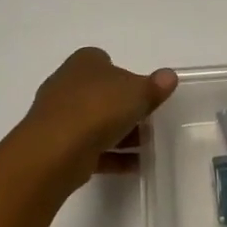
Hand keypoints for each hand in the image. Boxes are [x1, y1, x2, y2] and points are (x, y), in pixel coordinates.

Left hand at [20, 47, 178, 182]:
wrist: (56, 149)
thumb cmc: (99, 108)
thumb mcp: (138, 93)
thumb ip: (155, 86)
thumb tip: (169, 76)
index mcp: (84, 63)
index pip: (104, 61)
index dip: (125, 74)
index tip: (142, 91)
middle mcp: (67, 85)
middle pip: (101, 94)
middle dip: (124, 107)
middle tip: (148, 120)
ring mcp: (60, 116)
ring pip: (96, 123)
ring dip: (120, 134)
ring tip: (146, 146)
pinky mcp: (58, 146)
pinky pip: (91, 148)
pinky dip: (112, 156)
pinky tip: (134, 165)